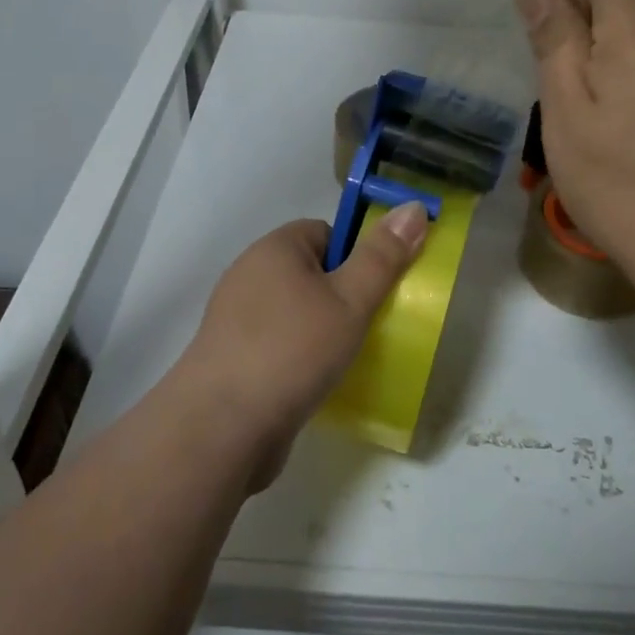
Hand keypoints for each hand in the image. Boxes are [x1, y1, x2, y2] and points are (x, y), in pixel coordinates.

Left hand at [174, 205, 428, 486]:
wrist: (221, 428)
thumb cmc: (292, 351)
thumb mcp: (350, 300)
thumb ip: (383, 257)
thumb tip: (413, 206)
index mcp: (275, 248)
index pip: (326, 232)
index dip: (357, 256)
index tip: (377, 290)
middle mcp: (250, 275)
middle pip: (312, 273)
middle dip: (343, 296)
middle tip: (371, 325)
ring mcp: (237, 319)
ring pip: (296, 312)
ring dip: (323, 331)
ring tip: (350, 357)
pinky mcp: (233, 358)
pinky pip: (279, 344)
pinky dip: (300, 358)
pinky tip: (318, 382)